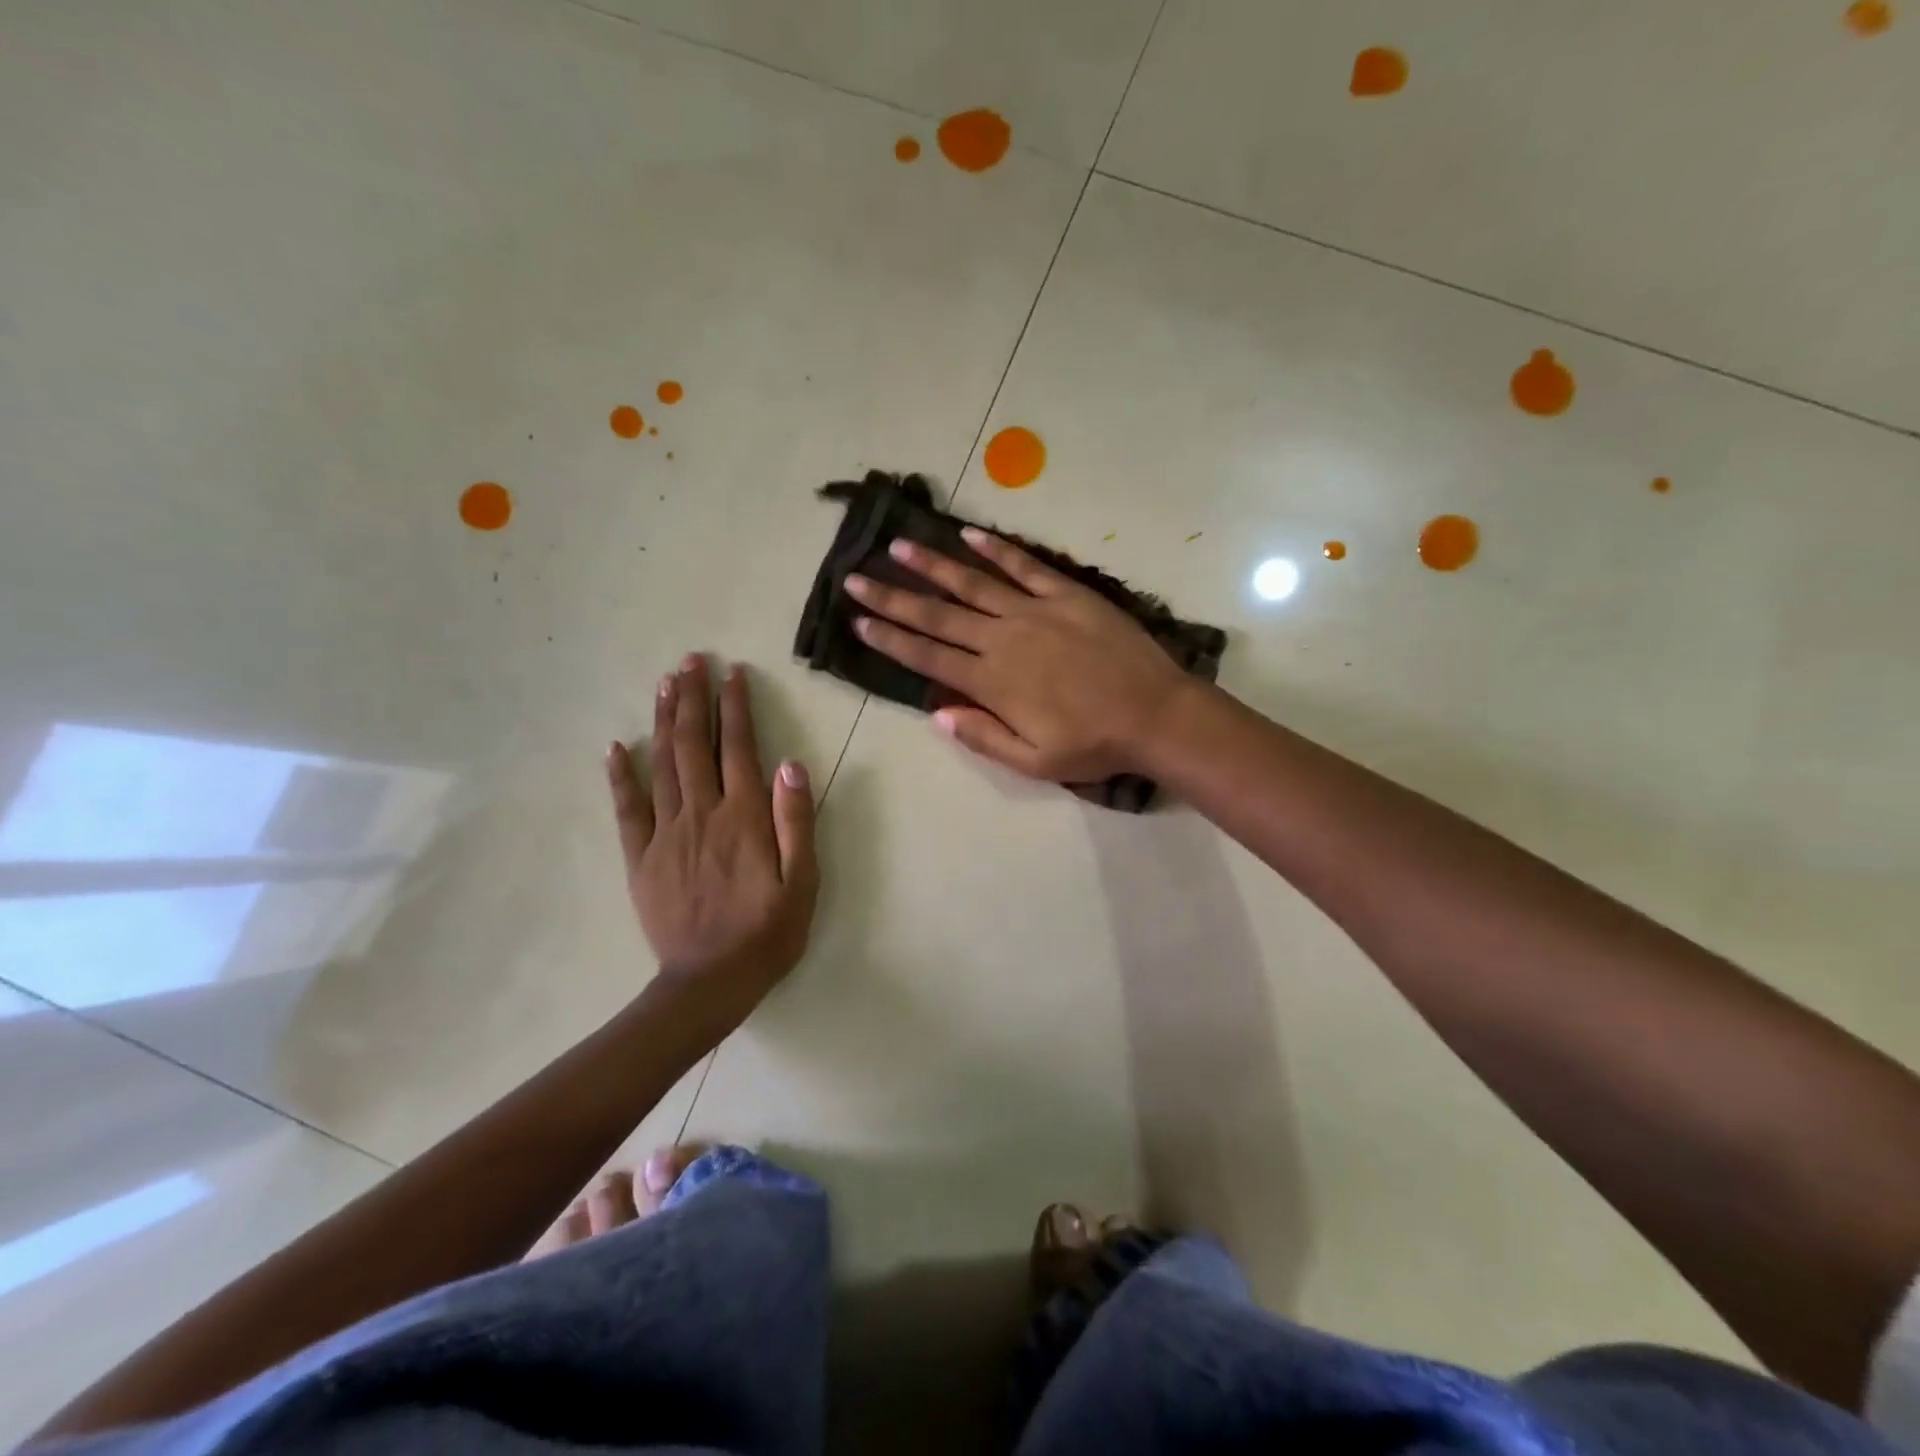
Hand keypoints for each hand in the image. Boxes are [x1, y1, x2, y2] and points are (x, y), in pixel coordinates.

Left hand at [607, 655, 818, 1015]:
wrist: (710, 982)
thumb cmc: (767, 932)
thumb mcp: (803, 881)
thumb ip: (796, 820)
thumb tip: (790, 762)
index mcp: (744, 817)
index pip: (739, 748)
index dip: (735, 707)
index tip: (733, 673)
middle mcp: (702, 813)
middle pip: (694, 744)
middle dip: (693, 698)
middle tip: (690, 661)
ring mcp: (666, 833)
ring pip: (662, 764)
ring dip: (664, 720)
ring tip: (665, 684)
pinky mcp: (641, 857)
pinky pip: (628, 808)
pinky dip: (621, 774)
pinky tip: (617, 747)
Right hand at [843, 528, 1190, 782]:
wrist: (1155, 714)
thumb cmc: (1093, 745)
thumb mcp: (1034, 762)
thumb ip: (983, 737)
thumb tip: (937, 714)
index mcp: (992, 682)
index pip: (928, 657)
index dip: (890, 638)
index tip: (859, 621)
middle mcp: (1003, 639)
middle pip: (937, 615)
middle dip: (893, 597)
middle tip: (856, 578)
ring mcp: (1035, 611)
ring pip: (972, 582)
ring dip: (932, 565)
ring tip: (898, 547)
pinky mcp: (1067, 594)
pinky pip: (1024, 566)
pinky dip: (996, 549)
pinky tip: (968, 535)